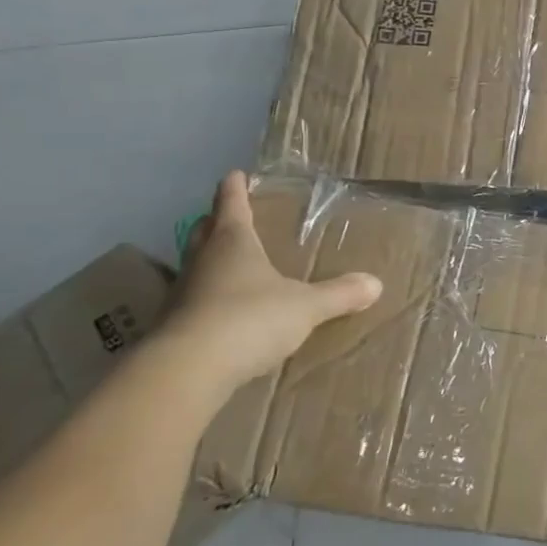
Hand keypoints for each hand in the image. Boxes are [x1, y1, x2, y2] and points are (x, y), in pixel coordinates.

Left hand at [158, 172, 381, 398]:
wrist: (187, 371)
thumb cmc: (249, 319)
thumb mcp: (305, 306)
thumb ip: (339, 294)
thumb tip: (375, 283)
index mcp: (232, 241)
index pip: (231, 203)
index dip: (235, 187)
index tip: (236, 175)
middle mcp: (202, 260)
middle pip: (204, 230)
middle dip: (216, 222)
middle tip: (231, 218)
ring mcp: (181, 293)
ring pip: (194, 265)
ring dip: (208, 261)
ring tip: (229, 266)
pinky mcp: (171, 327)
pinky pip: (190, 302)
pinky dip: (204, 300)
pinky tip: (220, 313)